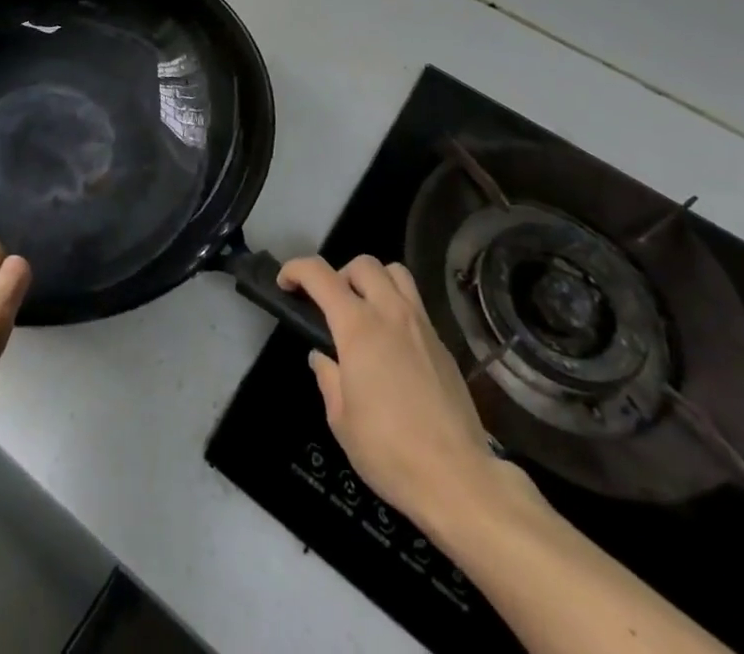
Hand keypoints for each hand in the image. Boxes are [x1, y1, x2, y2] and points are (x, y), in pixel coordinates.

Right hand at [279, 255, 527, 528]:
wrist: (458, 479)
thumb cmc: (389, 451)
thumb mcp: (341, 420)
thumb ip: (328, 378)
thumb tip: (324, 358)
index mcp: (358, 327)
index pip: (320, 275)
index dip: (296, 270)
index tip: (285, 284)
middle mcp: (391, 314)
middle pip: (363, 264)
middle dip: (339, 274)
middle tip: (331, 306)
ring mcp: (422, 326)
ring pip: (396, 274)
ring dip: (374, 281)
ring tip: (364, 312)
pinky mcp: (444, 346)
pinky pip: (416, 306)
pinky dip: (397, 309)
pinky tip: (393, 346)